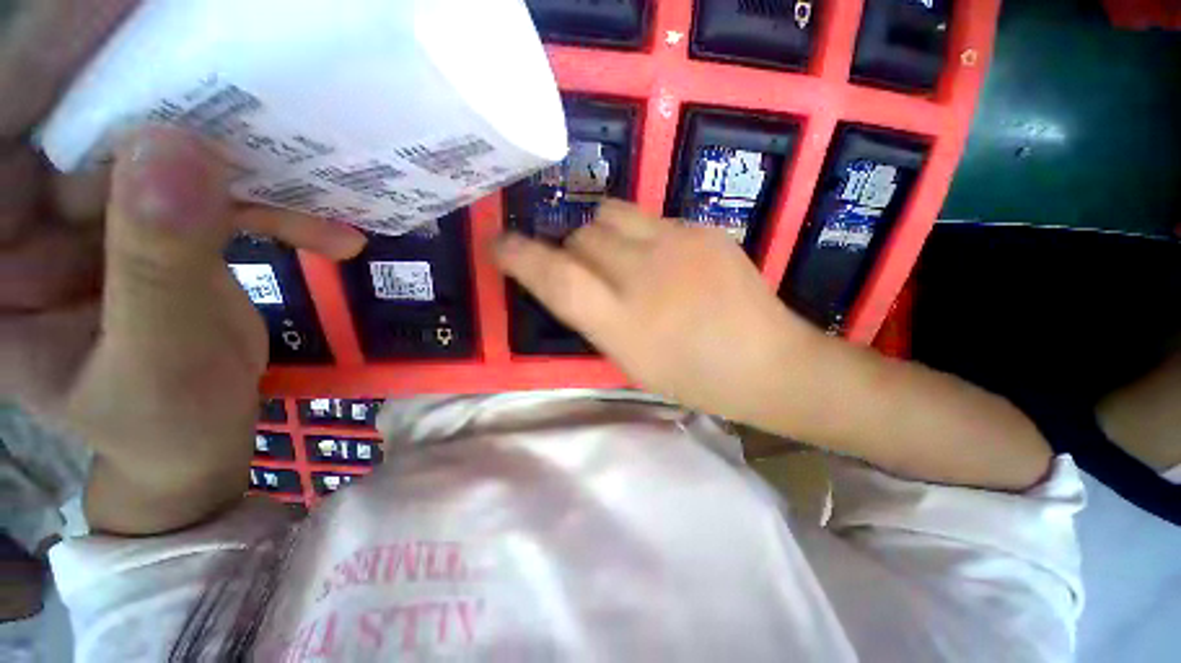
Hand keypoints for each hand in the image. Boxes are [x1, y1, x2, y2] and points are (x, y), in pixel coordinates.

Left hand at [0, 0, 364, 422]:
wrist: (197, 439)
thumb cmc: (163, 424)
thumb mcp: (159, 361)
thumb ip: (156, 267)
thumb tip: (179, 155)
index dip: (53, 57)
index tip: (127, 5)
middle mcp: (32, 218)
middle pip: (91, 123)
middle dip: (167, 98)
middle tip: (248, 71)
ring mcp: (100, 217)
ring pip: (166, 151)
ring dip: (248, 162)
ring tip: (319, 175)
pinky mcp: (162, 224)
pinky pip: (219, 194)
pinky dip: (280, 211)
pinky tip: (332, 234)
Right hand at [496, 201, 1052, 490]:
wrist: (767, 362)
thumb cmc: (692, 377)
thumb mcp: (630, 360)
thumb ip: (594, 316)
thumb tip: (570, 279)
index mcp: (622, 323)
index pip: (556, 278)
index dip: (521, 257)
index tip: (500, 244)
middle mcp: (643, 276)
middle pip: (581, 237)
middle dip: (570, 249)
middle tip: (584, 268)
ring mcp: (677, 245)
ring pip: (610, 215)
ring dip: (599, 234)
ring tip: (618, 256)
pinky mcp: (702, 229)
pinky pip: (649, 218)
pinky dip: (639, 235)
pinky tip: (662, 260)